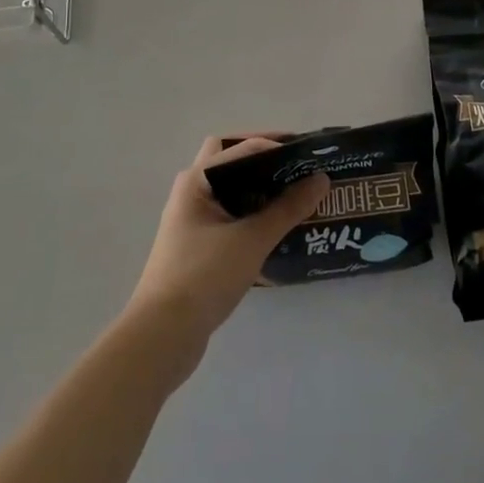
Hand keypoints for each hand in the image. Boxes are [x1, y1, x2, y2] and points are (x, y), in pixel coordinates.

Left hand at [125, 136, 329, 376]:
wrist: (162, 337)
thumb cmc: (204, 276)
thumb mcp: (252, 240)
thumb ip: (288, 208)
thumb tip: (321, 179)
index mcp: (197, 181)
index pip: (242, 147)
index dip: (277, 146)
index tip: (308, 154)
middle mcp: (191, 192)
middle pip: (230, 160)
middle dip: (262, 158)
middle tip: (294, 167)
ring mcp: (191, 220)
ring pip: (229, 189)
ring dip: (258, 186)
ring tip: (293, 194)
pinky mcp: (197, 246)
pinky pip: (229, 215)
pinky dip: (251, 212)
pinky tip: (276, 227)